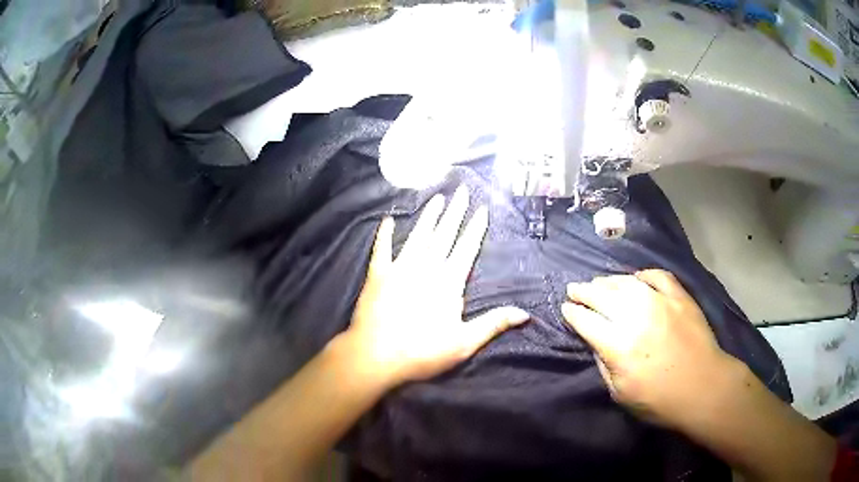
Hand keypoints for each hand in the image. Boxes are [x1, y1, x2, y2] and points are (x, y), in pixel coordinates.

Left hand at [341, 186, 529, 387]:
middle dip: (455, 211)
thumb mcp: (464, 343)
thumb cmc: (422, 352)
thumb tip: (525, 314)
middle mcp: (426, 267)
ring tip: (437, 198)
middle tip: (462, 189)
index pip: (467, 247)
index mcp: (448, 281)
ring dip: (428, 216)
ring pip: (418, 235)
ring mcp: (399, 268)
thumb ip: (493, 323)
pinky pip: (381, 249)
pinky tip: (387, 220)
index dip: (476, 227)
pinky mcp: (377, 275)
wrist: (376, 356)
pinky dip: (384, 234)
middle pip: (444, 234)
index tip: (482, 208)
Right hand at [561, 269, 734, 427]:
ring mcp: (660, 302)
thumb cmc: (660, 400)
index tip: (565, 308)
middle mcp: (636, 318)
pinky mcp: (680, 297)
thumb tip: (598, 343)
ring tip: (600, 282)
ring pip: (627, 282)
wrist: (703, 388)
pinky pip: (657, 276)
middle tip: (574, 288)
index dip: (573, 313)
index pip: (586, 321)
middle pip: (602, 296)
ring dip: (608, 281)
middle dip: (583, 291)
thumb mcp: (620, 394)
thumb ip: (605, 365)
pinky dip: (643, 275)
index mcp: (619, 346)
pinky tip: (637, 278)